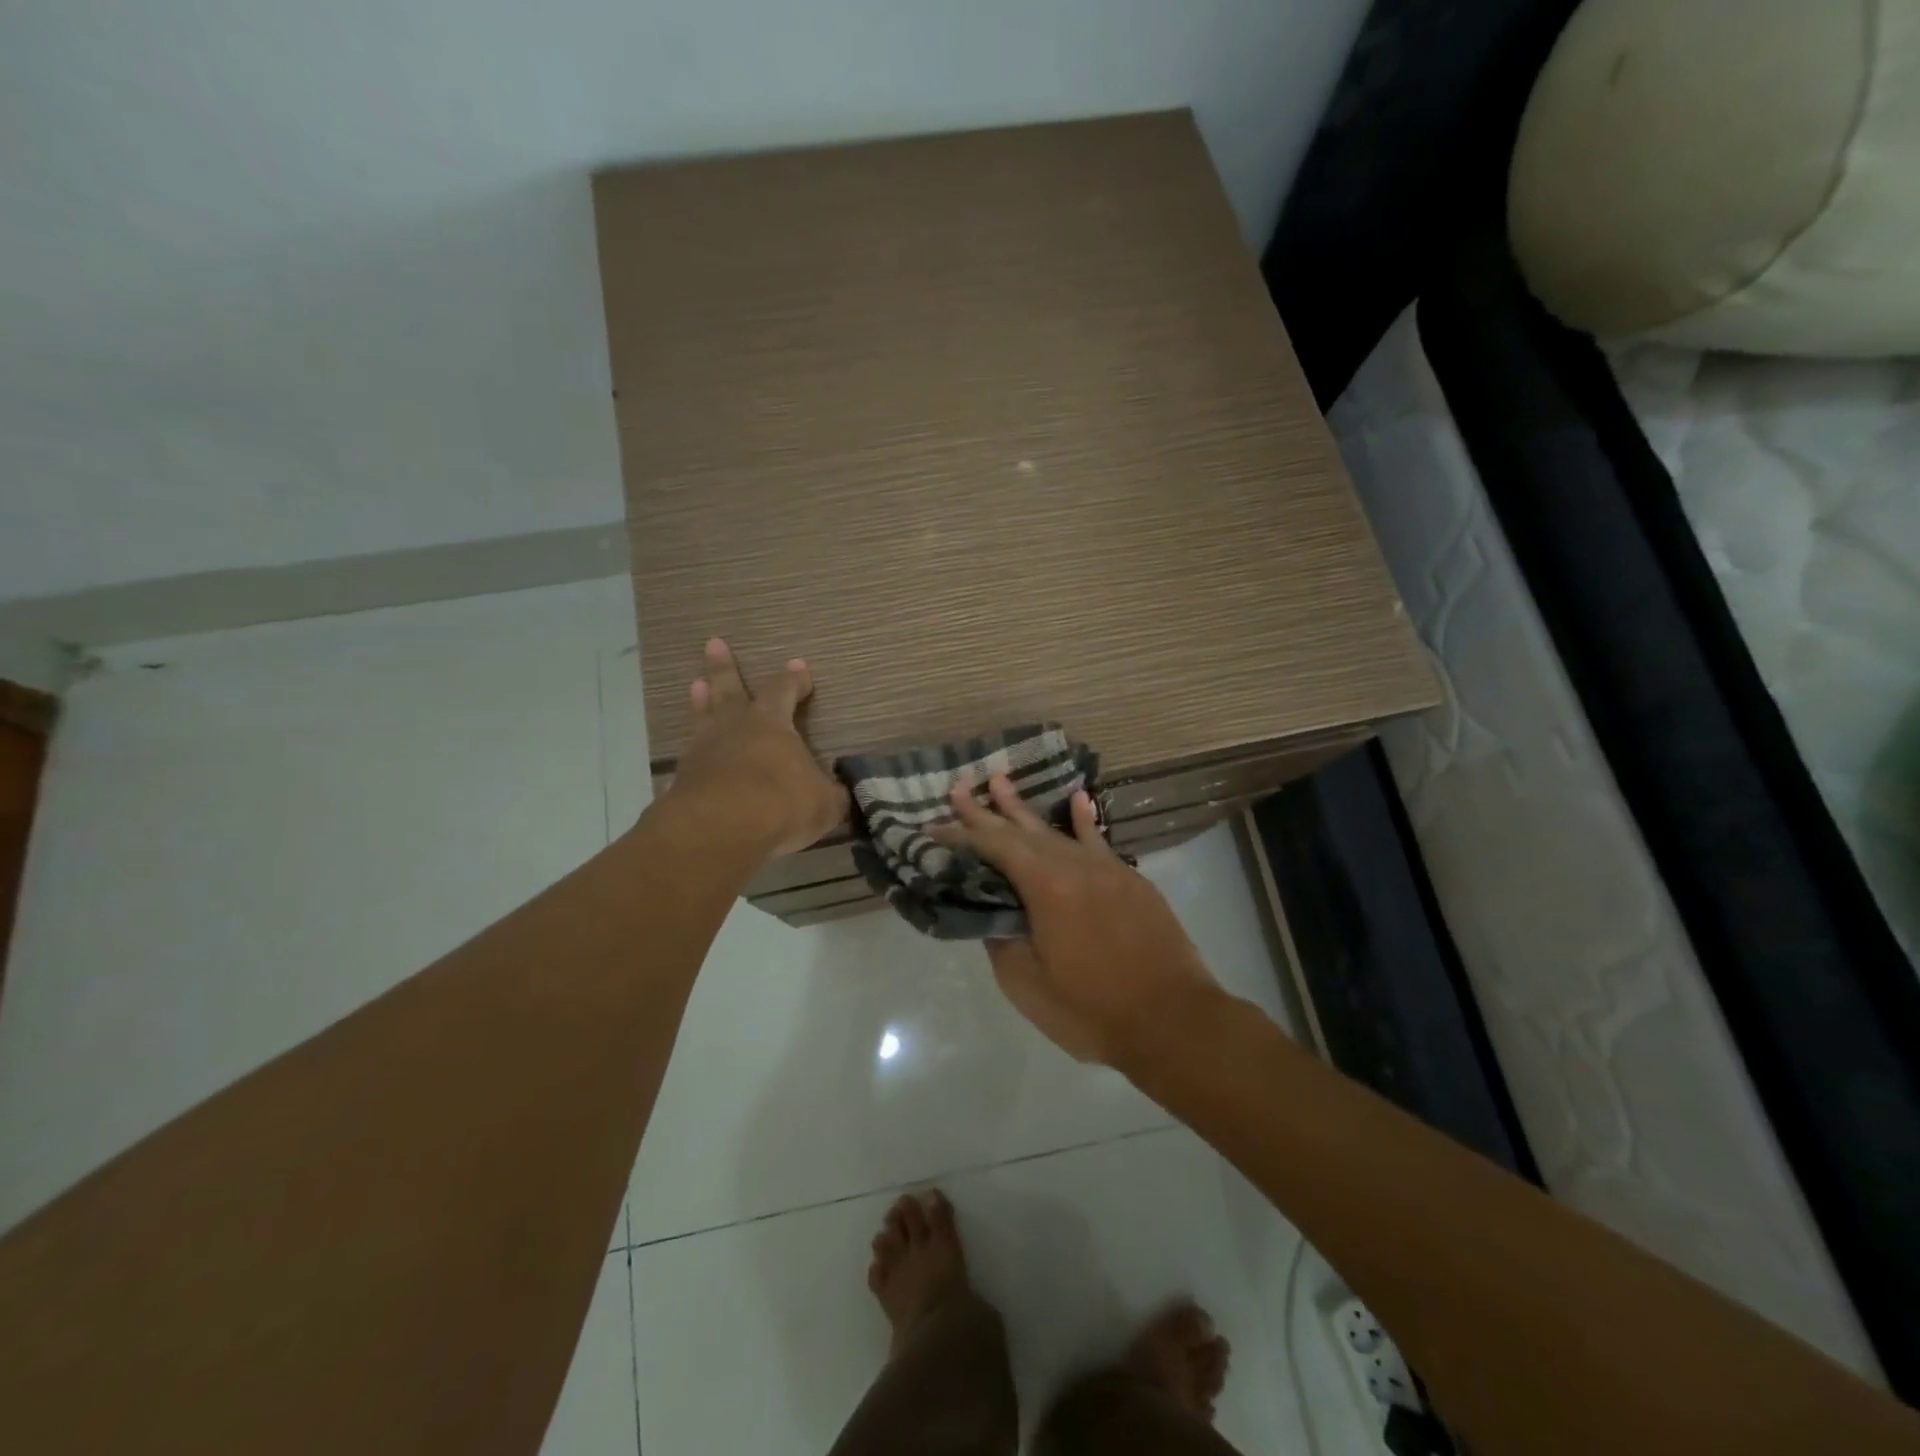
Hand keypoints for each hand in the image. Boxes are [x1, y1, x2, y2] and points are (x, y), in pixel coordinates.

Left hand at [663, 638, 847, 857]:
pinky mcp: (682, 780)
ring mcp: (703, 751)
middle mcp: (734, 728)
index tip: (799, 668)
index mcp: (771, 723)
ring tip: (696, 684)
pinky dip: (691, 757)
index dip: (793, 680)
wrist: (720, 829)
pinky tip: (687, 762)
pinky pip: (688, 760)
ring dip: (701, 702)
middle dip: (724, 667)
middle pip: (729, 689)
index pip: (784, 691)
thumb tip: (839, 794)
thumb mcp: (824, 802)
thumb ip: (831, 795)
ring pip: (703, 718)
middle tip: (714, 643)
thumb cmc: (781, 803)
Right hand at [939, 775, 1220, 1065]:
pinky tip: (1077, 798)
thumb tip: (993, 914)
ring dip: (1025, 810)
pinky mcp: (1130, 881)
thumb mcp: (1028, 985)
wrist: (1173, 1022)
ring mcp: (1107, 870)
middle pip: (1022, 831)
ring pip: (1057, 832)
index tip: (934, 825)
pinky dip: (1083, 820)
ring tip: (1001, 782)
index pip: (994, 848)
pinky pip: (1098, 841)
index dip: (962, 835)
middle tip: (959, 787)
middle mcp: (1075, 865)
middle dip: (987, 811)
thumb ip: (1002, 941)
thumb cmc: (1092, 1010)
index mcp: (1046, 887)